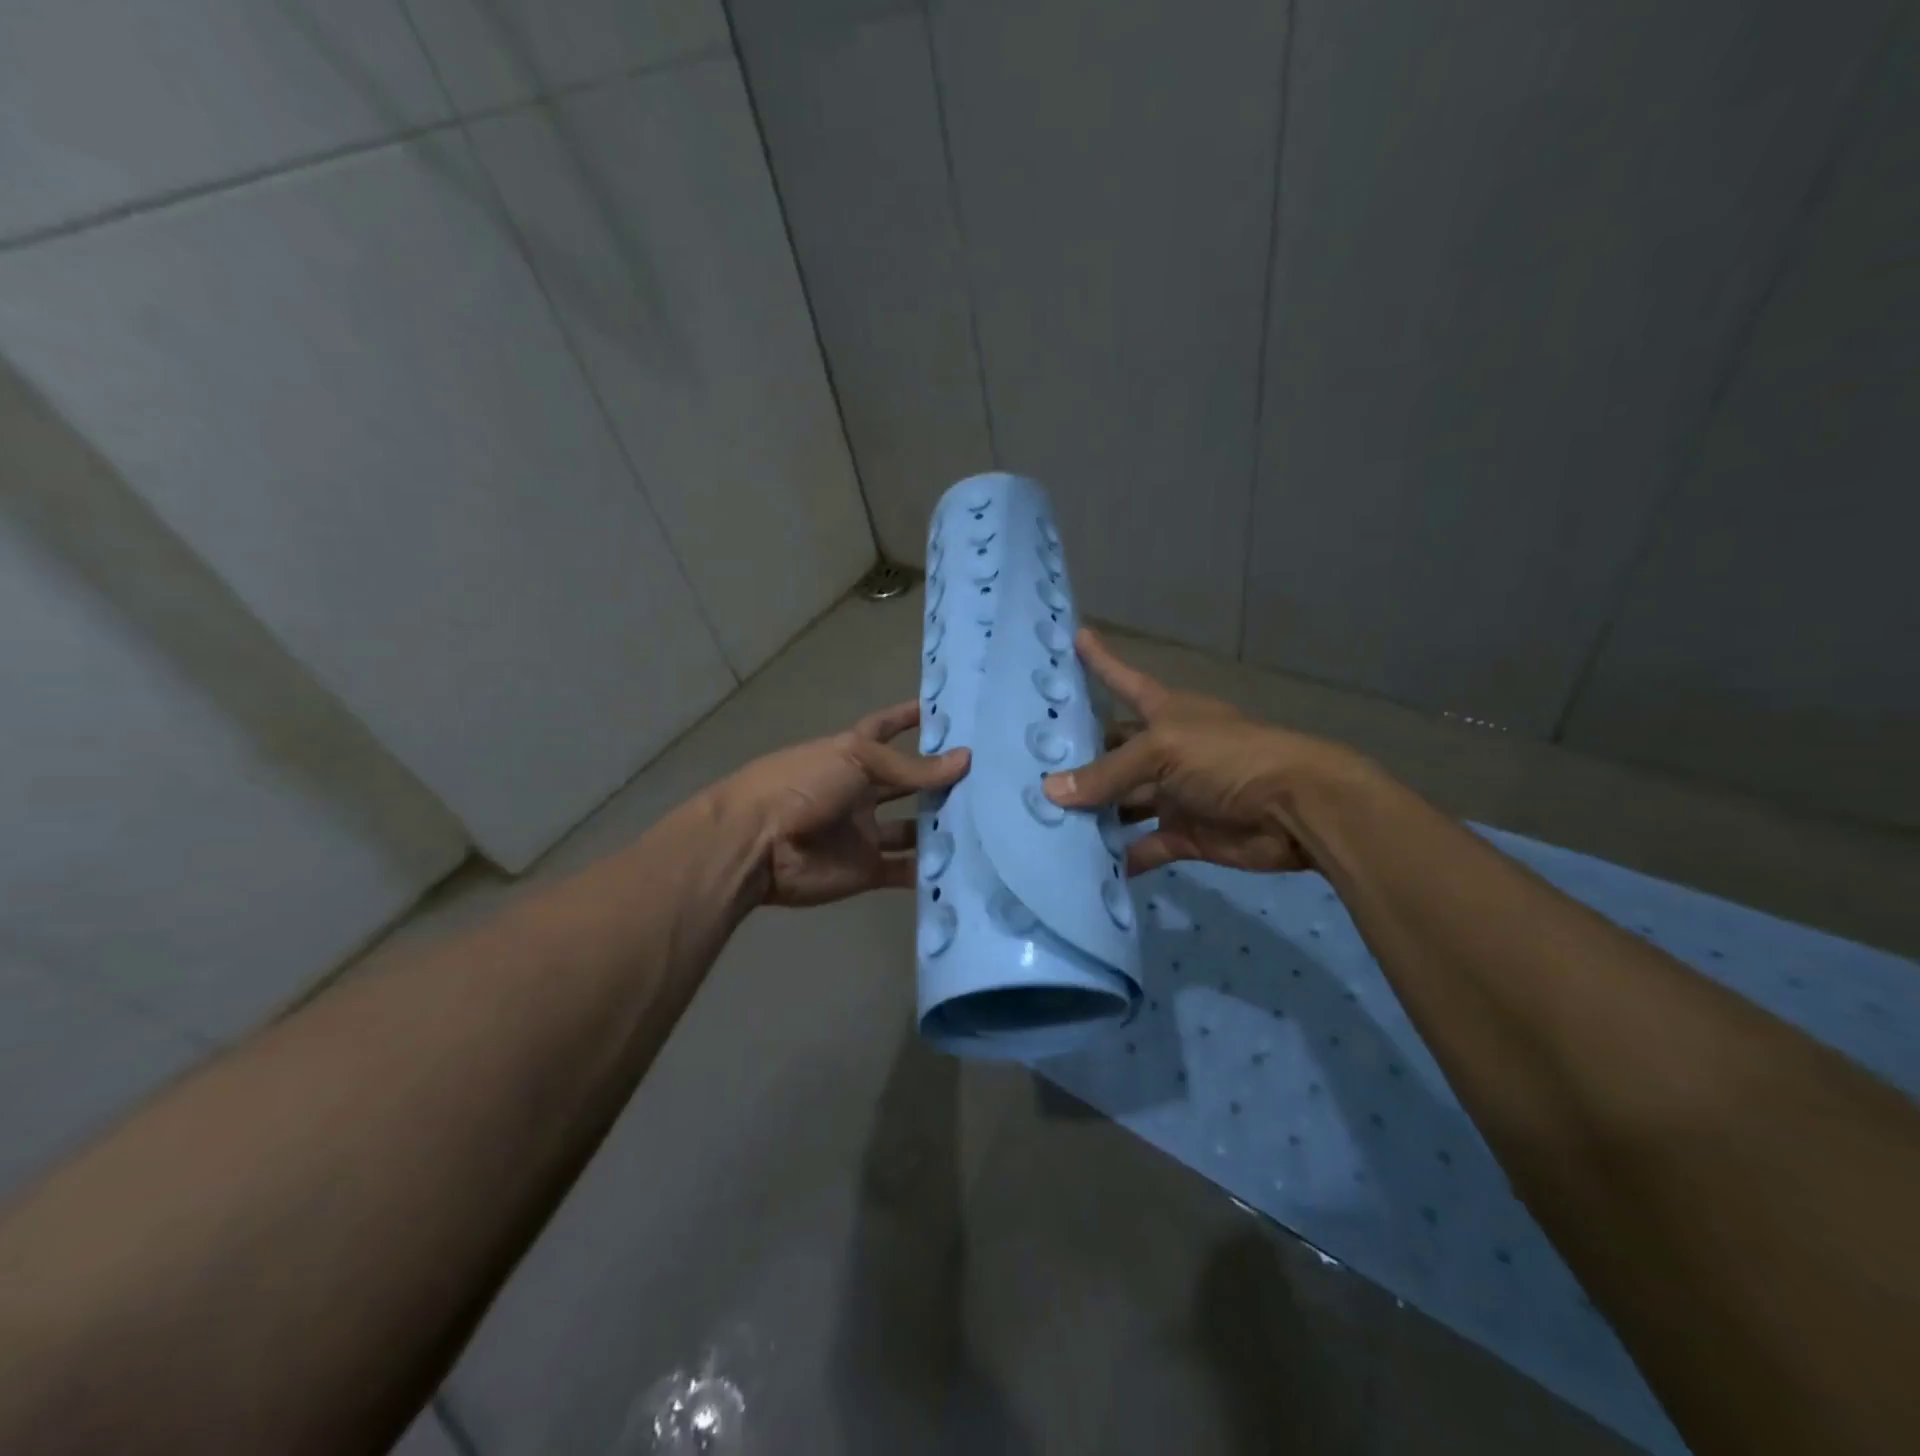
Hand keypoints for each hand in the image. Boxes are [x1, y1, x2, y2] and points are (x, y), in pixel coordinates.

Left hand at [721, 701, 969, 907]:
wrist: (756, 845)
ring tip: (988, 821)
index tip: (944, 710)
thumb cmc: (802, 785)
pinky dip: (930, 870)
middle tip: (988, 777)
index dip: (909, 717)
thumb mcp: (857, 760)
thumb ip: (912, 767)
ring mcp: (864, 832)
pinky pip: (905, 870)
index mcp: (852, 756)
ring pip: (912, 828)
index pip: (886, 729)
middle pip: (907, 784)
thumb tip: (966, 759)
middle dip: (939, 780)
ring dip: (941, 826)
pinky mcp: (867, 869)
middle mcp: (860, 791)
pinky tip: (966, 864)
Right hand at [1043, 629, 1352, 875]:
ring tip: (1044, 824)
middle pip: (1113, 752)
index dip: (1101, 661)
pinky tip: (1085, 868)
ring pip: (1123, 803)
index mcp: (1164, 714)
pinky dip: (1121, 857)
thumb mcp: (1163, 752)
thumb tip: (1049, 791)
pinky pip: (1144, 846)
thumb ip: (1107, 773)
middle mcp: (1165, 750)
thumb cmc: (1228, 758)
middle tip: (1028, 771)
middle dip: (1078, 761)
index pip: (1123, 680)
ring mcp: (1174, 793)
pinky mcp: (1184, 834)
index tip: (1076, 636)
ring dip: (1092, 815)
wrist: (1296, 809)